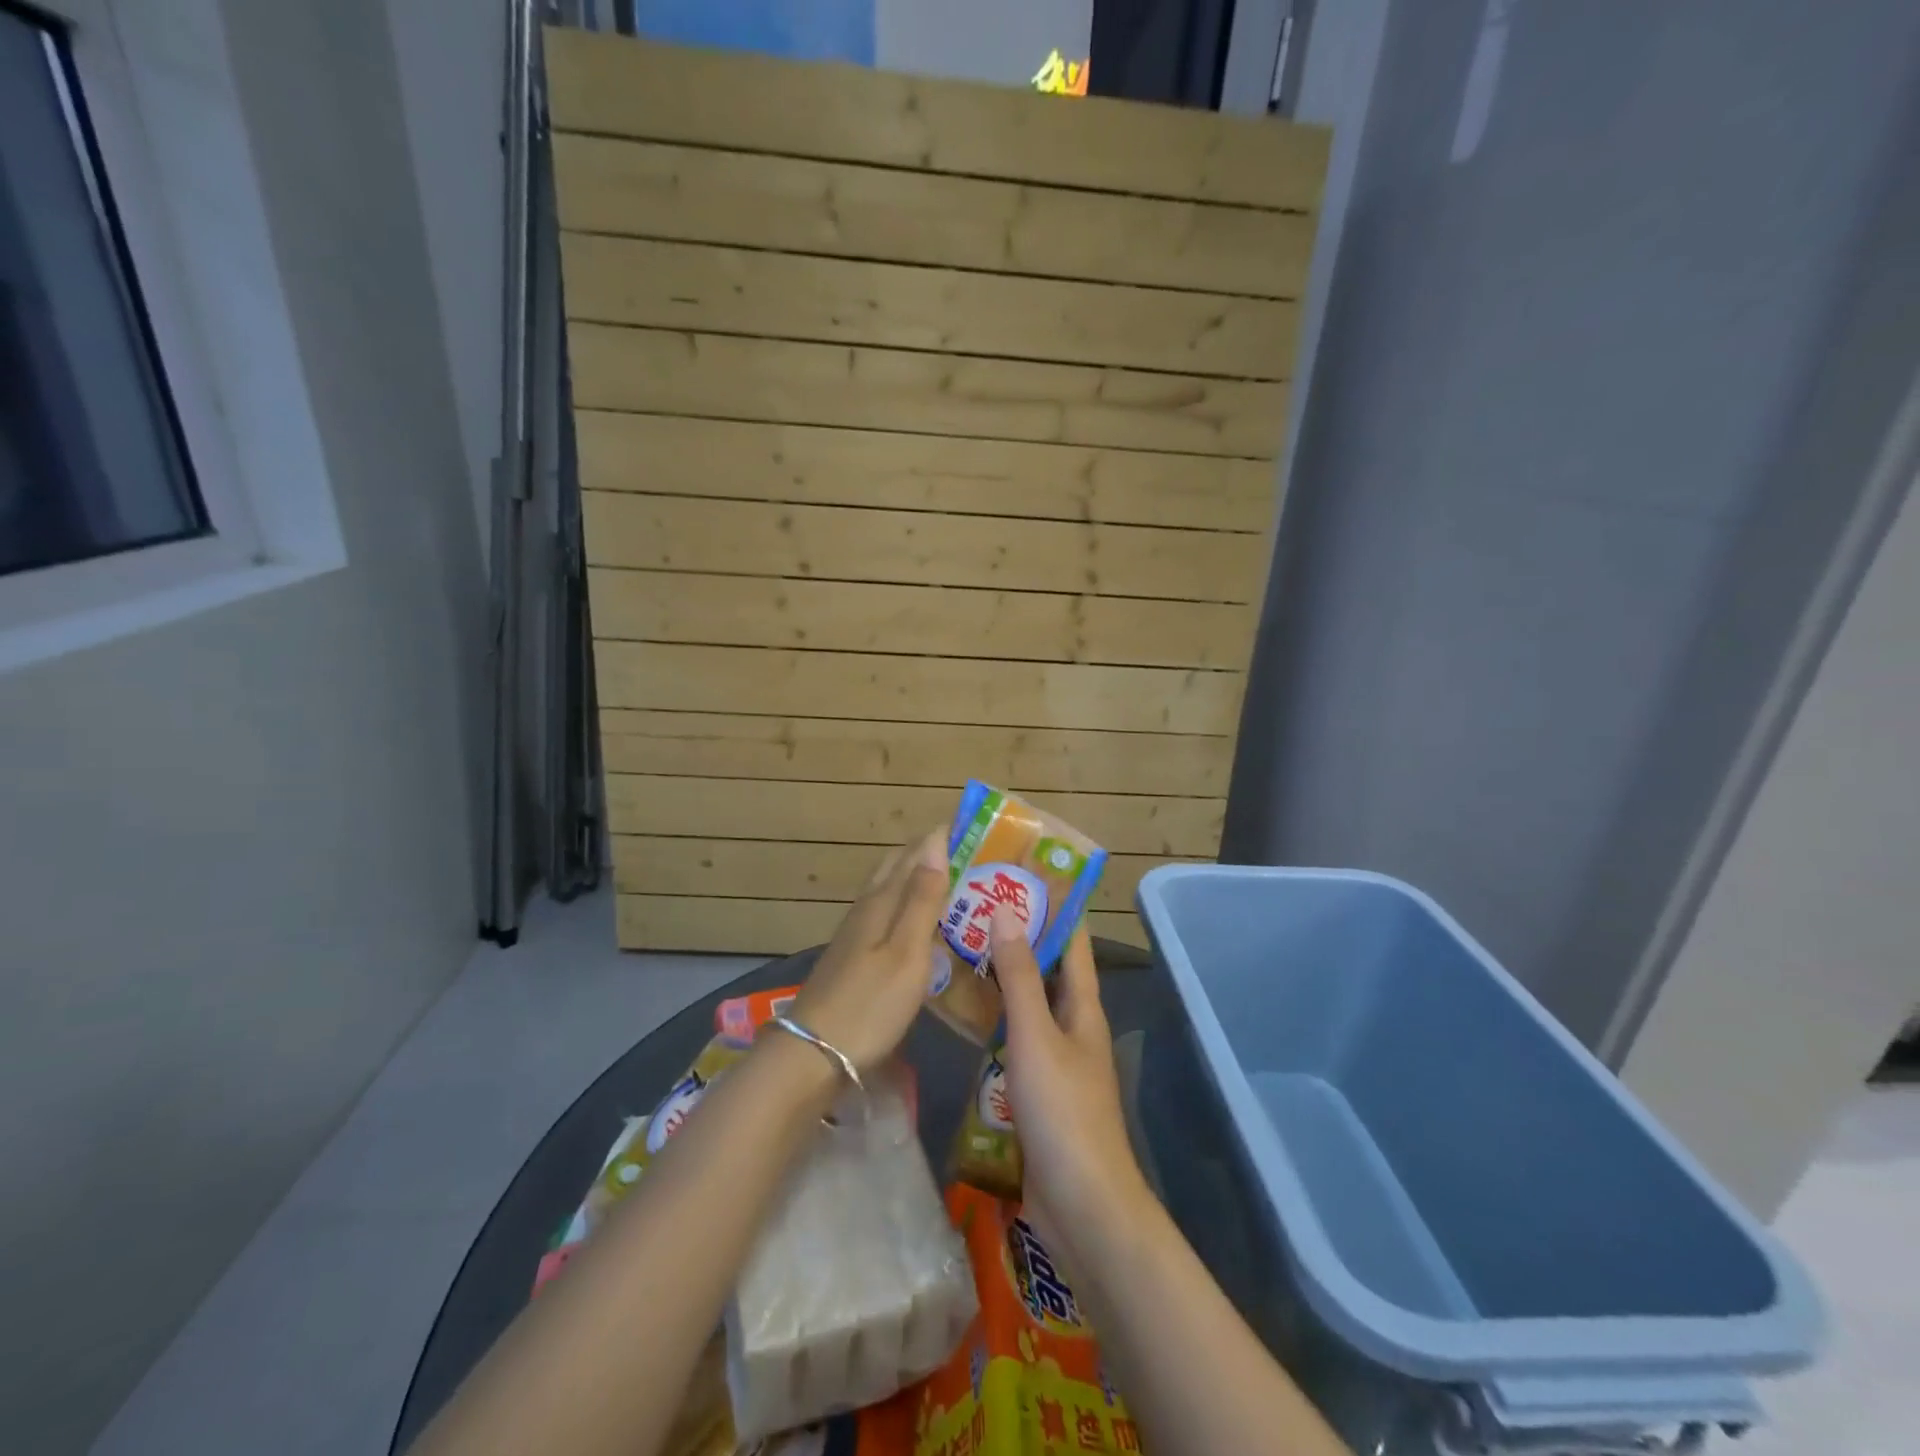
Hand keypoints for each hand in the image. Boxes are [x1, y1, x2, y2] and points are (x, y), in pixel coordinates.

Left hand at [786, 830, 949, 1073]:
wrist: (813, 1052)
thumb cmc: (869, 1003)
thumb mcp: (906, 952)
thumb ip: (922, 899)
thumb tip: (935, 843)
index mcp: (882, 902)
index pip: (914, 854)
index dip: (940, 837)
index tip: (973, 826)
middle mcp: (867, 909)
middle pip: (897, 867)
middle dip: (929, 854)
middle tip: (969, 853)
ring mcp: (856, 933)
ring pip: (890, 890)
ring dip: (918, 878)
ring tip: (953, 880)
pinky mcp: (854, 956)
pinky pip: (886, 914)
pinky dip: (908, 906)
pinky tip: (919, 923)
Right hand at [992, 910, 1152, 1243]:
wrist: (1082, 1207)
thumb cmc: (1063, 1111)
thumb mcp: (1036, 1035)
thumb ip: (1020, 975)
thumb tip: (1006, 910)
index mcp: (1083, 1006)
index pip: (1073, 940)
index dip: (1054, 905)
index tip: (1021, 872)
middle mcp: (1073, 1025)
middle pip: (1048, 969)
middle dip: (1018, 936)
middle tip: (974, 905)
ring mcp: (1056, 1059)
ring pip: (1028, 1004)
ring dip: (1002, 977)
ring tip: (960, 947)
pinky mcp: (1036, 1089)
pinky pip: (1014, 1040)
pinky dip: (994, 1019)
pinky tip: (963, 1013)